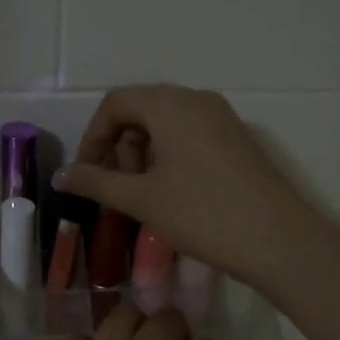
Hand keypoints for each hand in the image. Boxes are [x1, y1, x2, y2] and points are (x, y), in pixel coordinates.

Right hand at [51, 84, 324, 293]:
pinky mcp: (237, 139)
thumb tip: (59, 176)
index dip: (92, 137)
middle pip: (141, 110)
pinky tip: (174, 194)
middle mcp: (197, 99)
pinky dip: (170, 157)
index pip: (115, 103)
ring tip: (147, 197)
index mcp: (170, 104)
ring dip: (144, 155)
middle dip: (120, 147)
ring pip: (166, 124)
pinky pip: (190, 135)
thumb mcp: (141, 199)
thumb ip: (95, 182)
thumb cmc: (202, 214)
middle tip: (121, 189)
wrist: (279, 240)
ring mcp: (222, 117)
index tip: (86, 175)